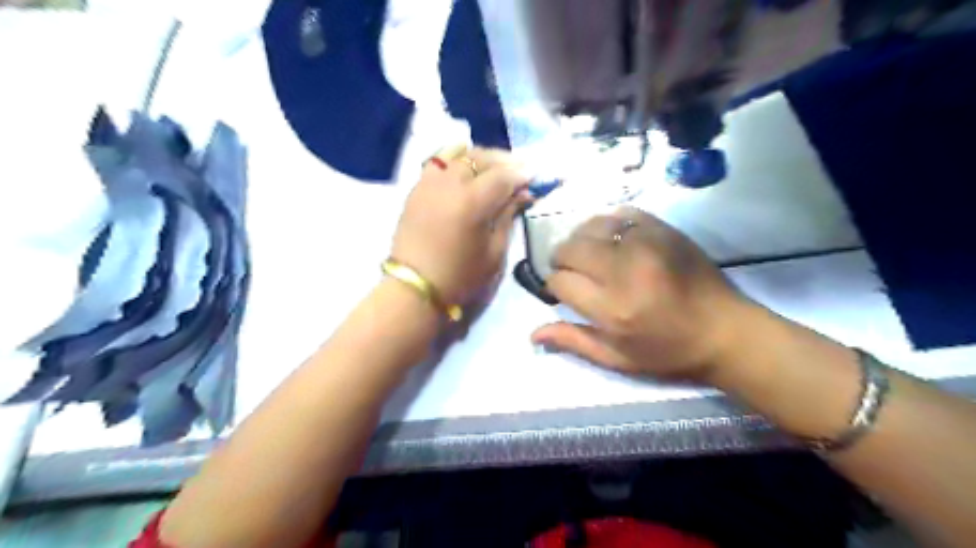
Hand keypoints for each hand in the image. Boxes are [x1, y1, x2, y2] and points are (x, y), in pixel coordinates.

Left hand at [392, 147, 532, 306]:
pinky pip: (438, 161)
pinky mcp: (416, 188)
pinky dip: (456, 158)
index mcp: (472, 202)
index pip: (503, 176)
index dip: (522, 174)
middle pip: (481, 158)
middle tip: (519, 170)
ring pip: (458, 153)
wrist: (415, 287)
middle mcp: (450, 183)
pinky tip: (465, 168)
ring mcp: (429, 182)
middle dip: (504, 160)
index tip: (535, 177)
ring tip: (493, 167)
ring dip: (480, 157)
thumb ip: (508, 217)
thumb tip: (521, 194)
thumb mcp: (494, 253)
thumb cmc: (460, 277)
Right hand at [533, 205, 748, 381]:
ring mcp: (646, 244)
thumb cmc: (669, 352)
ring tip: (592, 255)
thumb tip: (533, 333)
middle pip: (569, 248)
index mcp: (613, 309)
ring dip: (582, 240)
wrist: (726, 331)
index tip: (564, 292)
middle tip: (574, 273)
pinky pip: (620, 214)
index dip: (555, 287)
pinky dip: (609, 226)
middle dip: (562, 260)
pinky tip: (615, 241)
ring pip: (590, 226)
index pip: (560, 282)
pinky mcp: (663, 229)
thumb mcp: (618, 359)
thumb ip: (574, 341)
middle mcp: (625, 270)